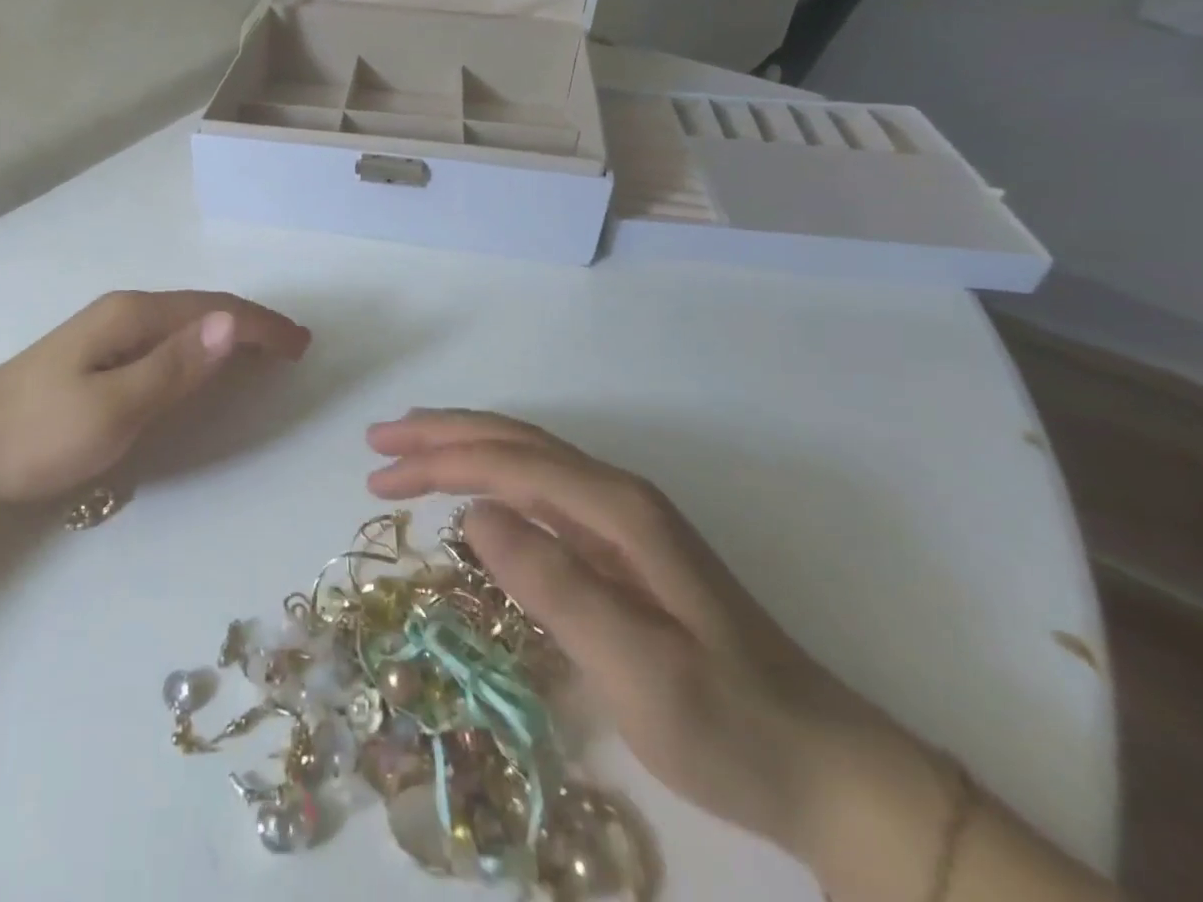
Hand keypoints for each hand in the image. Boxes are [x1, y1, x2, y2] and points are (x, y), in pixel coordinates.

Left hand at [0, 290, 309, 503]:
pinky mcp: (98, 355)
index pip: (215, 311)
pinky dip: (201, 347)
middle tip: (293, 346)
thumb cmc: (38, 432)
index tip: (301, 345)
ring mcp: (109, 332)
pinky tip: (204, 361)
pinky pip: (168, 341)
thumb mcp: (114, 406)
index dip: (261, 326)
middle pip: (204, 309)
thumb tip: (232, 324)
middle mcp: (125, 313)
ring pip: (186, 324)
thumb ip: (175, 366)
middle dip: (252, 324)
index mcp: (133, 316)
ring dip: (228, 332)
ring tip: (263, 350)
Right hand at [365, 410, 950, 888]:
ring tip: (408, 450)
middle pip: (514, 442)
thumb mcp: (635, 664)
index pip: (510, 461)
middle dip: (441, 435)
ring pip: (525, 460)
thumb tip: (472, 513)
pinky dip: (491, 479)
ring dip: (463, 449)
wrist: (824, 767)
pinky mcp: (621, 548)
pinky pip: (538, 491)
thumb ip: (552, 582)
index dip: (440, 460)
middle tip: (378, 442)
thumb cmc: (726, 721)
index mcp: (617, 507)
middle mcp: (616, 496)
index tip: (380, 474)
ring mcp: (621, 520)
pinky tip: (470, 493)